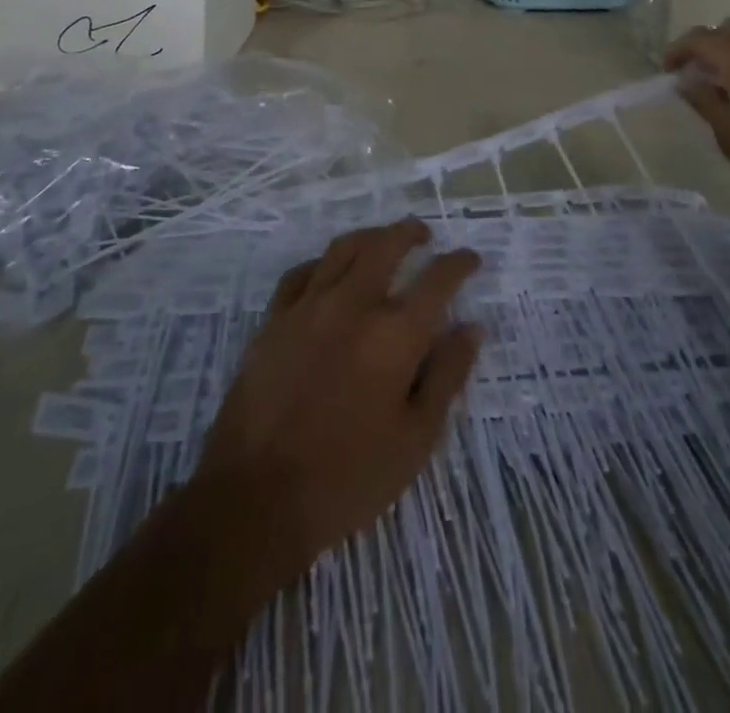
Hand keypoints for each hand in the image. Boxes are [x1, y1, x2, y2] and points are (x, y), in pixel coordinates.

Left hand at [192, 220, 481, 589]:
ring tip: (382, 240)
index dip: (459, 263)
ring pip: (343, 248)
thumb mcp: (416, 439)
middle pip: (386, 245)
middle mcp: (353, 305)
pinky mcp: (274, 320)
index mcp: (395, 334)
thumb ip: (447, 376)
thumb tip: (472, 328)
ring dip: (370, 236)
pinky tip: (328, 271)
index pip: (438, 280)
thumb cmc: (348, 477)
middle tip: (424, 235)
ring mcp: (309, 307)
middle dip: (410, 232)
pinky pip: (301, 272)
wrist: (257, 498)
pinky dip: (323, 263)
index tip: (470, 259)